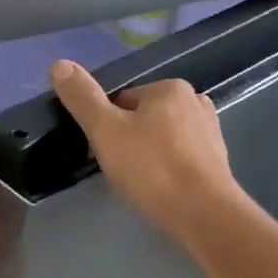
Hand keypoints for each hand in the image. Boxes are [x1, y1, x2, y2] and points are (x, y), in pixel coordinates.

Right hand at [50, 60, 244, 246]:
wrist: (203, 214)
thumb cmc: (152, 168)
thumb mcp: (105, 131)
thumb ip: (83, 98)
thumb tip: (59, 64)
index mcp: (170, 88)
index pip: (124, 100)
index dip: (107, 126)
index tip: (103, 151)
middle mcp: (196, 102)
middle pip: (145, 119)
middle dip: (129, 140)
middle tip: (120, 169)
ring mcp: (211, 133)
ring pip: (163, 140)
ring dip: (148, 156)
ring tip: (139, 182)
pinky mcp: (218, 162)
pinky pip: (181, 159)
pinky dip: (168, 171)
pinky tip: (161, 190)